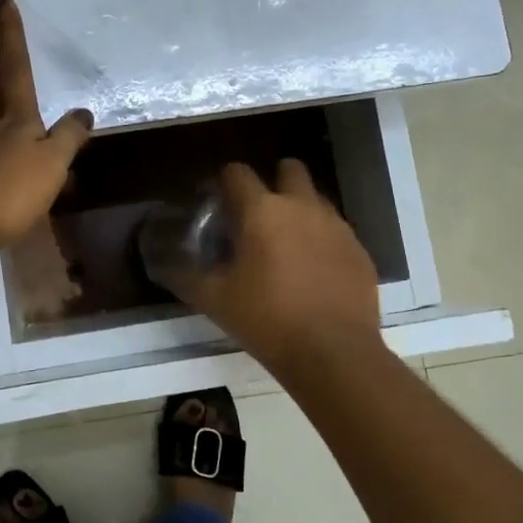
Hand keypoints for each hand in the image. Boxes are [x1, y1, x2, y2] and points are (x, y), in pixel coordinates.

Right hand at [169, 160, 383, 374]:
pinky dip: (322, 241)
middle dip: (273, 182)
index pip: (237, 172)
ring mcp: (337, 226)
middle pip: (289, 169)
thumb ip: (185, 276)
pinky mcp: (359, 251)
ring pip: (316, 199)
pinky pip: (337, 232)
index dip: (223, 182)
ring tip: (287, 245)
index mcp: (262, 211)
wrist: (333, 353)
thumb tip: (163, 265)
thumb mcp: (214, 300)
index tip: (216, 202)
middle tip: (258, 215)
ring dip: (300, 210)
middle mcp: (302, 207)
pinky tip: (314, 272)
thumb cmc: (267, 319)